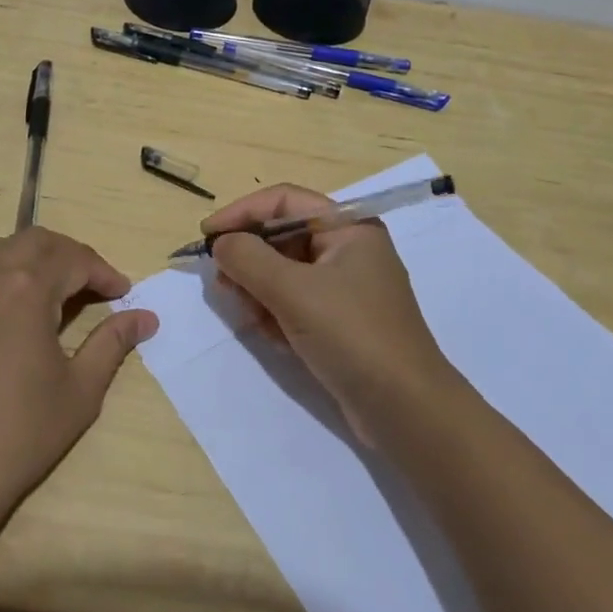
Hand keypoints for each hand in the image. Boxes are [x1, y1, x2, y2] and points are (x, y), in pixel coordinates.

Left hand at [0, 228, 157, 528]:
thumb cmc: (18, 434)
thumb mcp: (79, 390)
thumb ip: (112, 343)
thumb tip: (145, 318)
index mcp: (25, 288)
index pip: (74, 259)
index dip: (104, 272)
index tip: (125, 294)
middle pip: (37, 242)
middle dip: (72, 255)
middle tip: (97, 285)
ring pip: (5, 250)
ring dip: (39, 259)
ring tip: (63, 293)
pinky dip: (11, 274)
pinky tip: (25, 310)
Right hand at [208, 184, 449, 443]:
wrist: (405, 410)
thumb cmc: (352, 335)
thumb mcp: (293, 291)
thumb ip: (249, 259)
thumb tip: (220, 243)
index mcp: (348, 228)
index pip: (284, 202)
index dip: (242, 213)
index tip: (207, 236)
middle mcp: (348, 250)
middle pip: (282, 237)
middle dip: (250, 259)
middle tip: (223, 284)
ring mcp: (345, 288)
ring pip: (284, 272)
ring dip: (260, 290)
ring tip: (250, 316)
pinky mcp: (340, 322)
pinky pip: (295, 302)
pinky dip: (277, 313)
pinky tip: (272, 336)